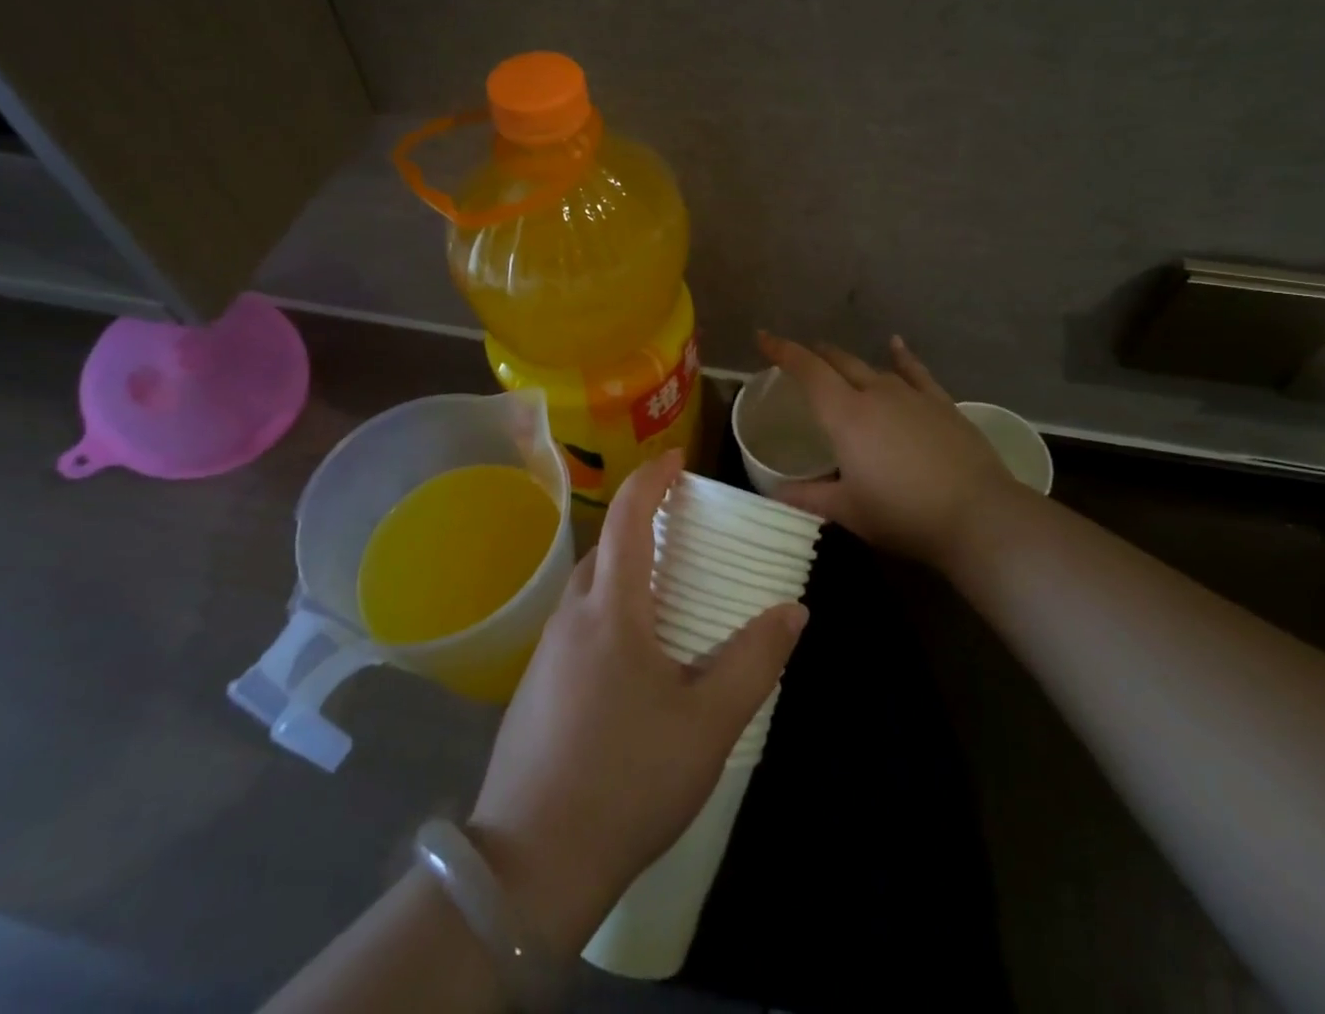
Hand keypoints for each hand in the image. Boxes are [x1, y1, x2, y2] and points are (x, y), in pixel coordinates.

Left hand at [467, 450, 807, 954]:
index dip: (651, 479)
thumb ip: (754, 660)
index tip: (676, 458)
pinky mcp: (535, 689)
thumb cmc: (628, 780)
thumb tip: (793, 610)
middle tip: (683, 530)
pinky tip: (632, 659)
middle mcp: (570, 617)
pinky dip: (609, 613)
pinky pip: (578, 626)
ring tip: (666, 593)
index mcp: (610, 609)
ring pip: (589, 590)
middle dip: (640, 524)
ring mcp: (545, 654)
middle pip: (604, 549)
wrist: (531, 866)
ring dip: (624, 572)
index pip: (626, 518)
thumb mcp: (708, 724)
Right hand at [757, 331, 1025, 573]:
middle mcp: (875, 394)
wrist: (976, 515)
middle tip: (798, 356)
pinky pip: (915, 372)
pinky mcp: (941, 404)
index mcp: (845, 415)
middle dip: (814, 356)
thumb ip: (808, 497)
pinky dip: (902, 357)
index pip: (807, 371)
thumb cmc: (902, 513)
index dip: (782, 351)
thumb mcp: (848, 509)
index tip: (763, 337)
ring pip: (872, 368)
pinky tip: (896, 345)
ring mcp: (912, 395)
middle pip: (838, 362)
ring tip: (836, 362)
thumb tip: (774, 493)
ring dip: (850, 363)